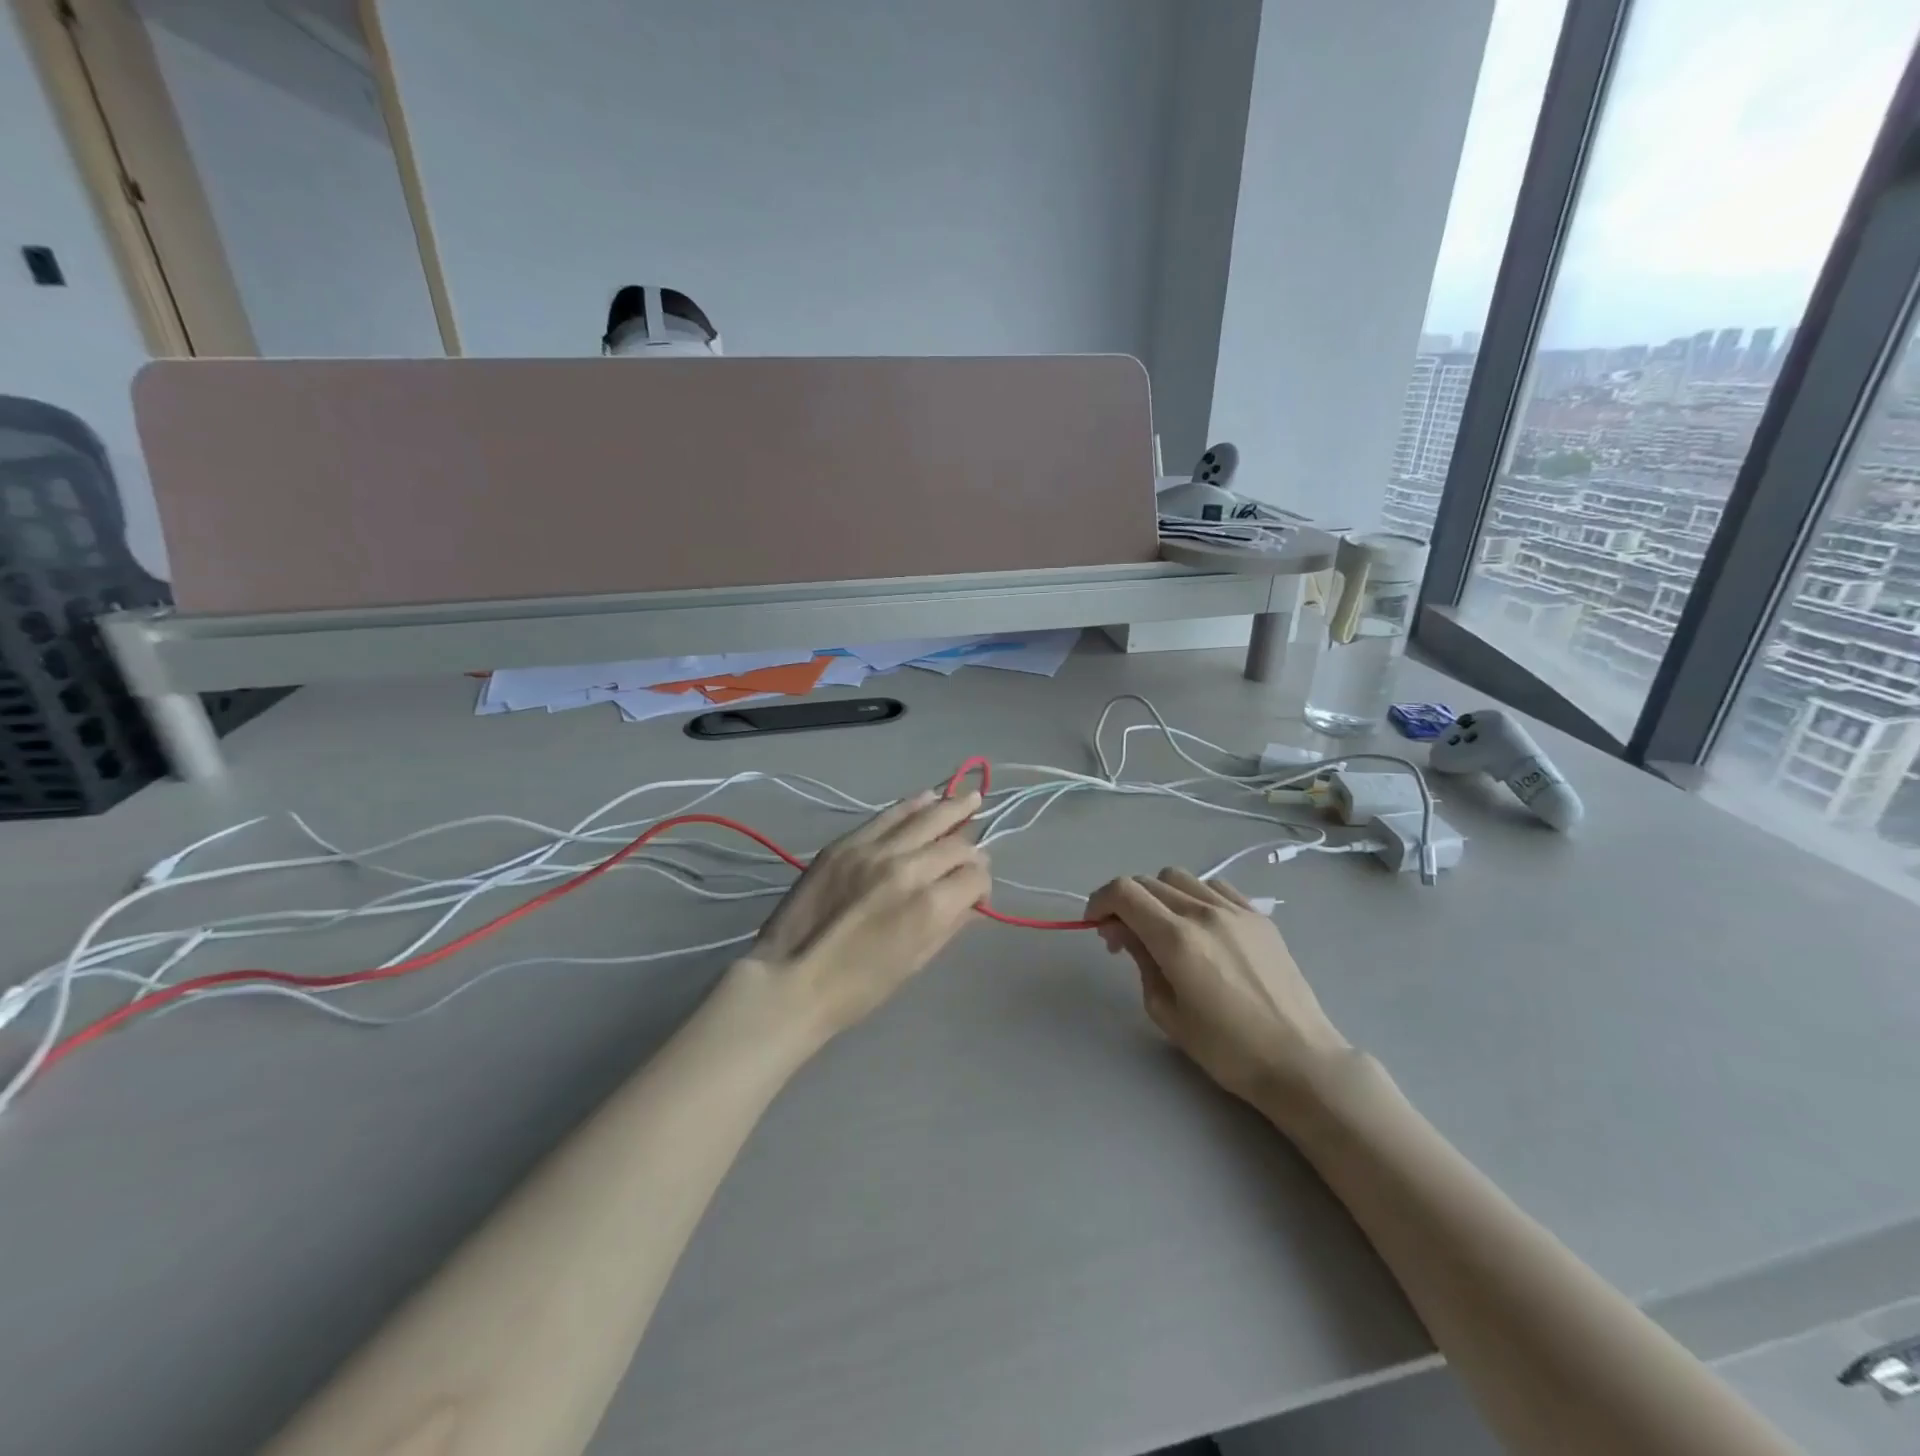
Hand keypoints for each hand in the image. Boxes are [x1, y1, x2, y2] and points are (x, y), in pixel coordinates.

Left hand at [732, 790, 991, 1042]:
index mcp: (931, 905)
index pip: (975, 876)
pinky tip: (928, 797)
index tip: (975, 894)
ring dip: (951, 809)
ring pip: (926, 817)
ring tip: (969, 799)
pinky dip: (912, 806)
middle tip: (972, 853)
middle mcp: (909, 868)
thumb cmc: (859, 988)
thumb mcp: (915, 962)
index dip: (982, 885)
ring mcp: (875, 850)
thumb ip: (950, 924)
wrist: (791, 979)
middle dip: (970, 850)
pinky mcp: (847, 843)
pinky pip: (889, 815)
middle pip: (956, 843)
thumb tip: (971, 901)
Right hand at [1085, 869, 1349, 1114]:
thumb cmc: (1226, 1049)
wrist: (1299, 1060)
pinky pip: (1215, 887)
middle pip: (1148, 882)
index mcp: (1176, 939)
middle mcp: (1203, 912)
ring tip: (1162, 928)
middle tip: (1122, 937)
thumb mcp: (1166, 1011)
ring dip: (1158, 895)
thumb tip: (1123, 931)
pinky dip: (1193, 896)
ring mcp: (1235, 910)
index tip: (1095, 925)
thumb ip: (1140, 961)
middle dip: (1125, 902)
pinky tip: (1199, 926)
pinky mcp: (1259, 916)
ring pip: (1179, 878)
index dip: (1099, 901)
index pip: (1124, 892)